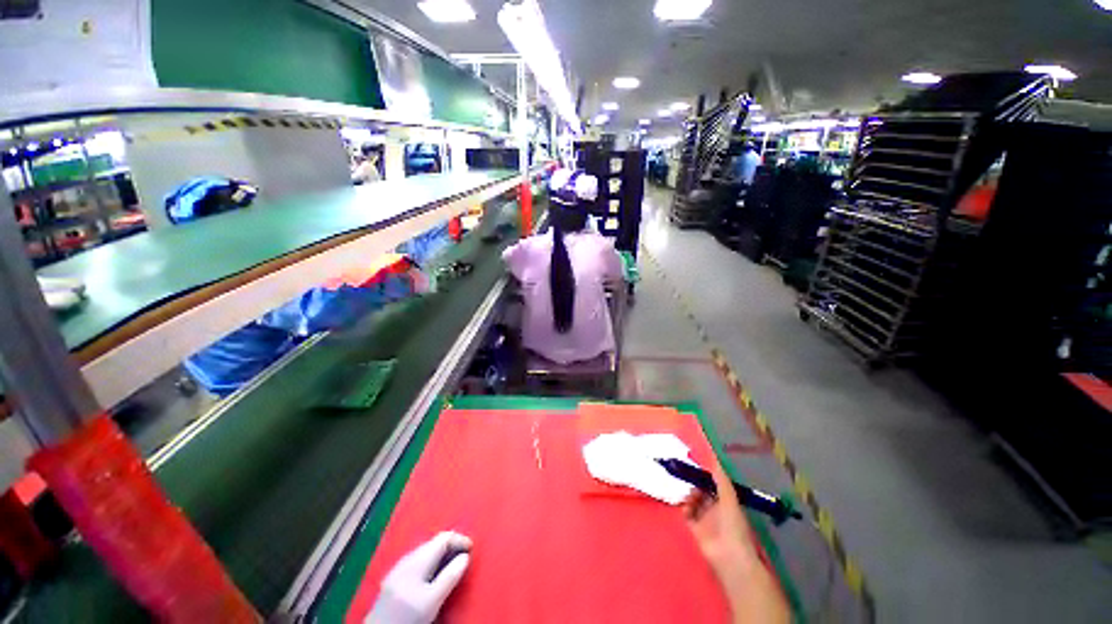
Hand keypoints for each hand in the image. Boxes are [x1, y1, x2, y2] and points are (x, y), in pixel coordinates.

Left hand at [366, 531, 472, 623]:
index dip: (460, 539)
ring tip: (452, 566)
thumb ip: (450, 576)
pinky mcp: (394, 579)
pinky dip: (431, 563)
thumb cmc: (406, 617)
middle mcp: (408, 558)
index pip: (444, 537)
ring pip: (426, 552)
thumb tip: (465, 557)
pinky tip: (433, 576)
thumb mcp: (432, 600)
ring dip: (441, 555)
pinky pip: (418, 561)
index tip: (471, 549)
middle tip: (464, 557)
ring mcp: (399, 568)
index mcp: (418, 559)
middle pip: (434, 543)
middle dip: (451, 547)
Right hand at [684, 465, 789, 623]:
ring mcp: (704, 518)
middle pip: (701, 490)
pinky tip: (686, 507)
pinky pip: (687, 513)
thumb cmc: (732, 524)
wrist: (728, 555)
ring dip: (689, 495)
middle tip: (686, 477)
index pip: (713, 483)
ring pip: (693, 500)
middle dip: (694, 483)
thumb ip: (721, 479)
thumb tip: (713, 457)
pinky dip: (685, 508)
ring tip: (688, 495)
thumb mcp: (729, 498)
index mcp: (726, 500)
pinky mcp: (695, 527)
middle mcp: (715, 507)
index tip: (694, 465)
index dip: (704, 475)